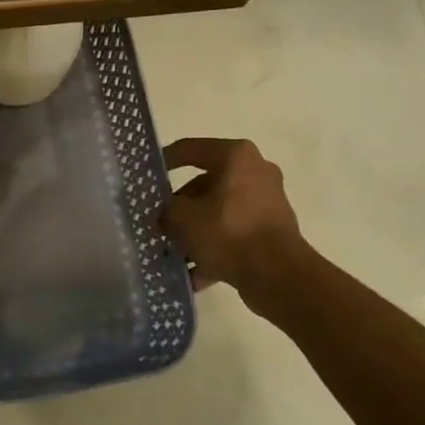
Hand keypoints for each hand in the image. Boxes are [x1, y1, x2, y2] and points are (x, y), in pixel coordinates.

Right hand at [162, 138, 311, 320]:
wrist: (277, 275)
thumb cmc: (228, 232)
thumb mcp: (182, 218)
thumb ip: (166, 210)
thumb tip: (165, 216)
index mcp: (236, 157)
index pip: (190, 149)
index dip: (165, 160)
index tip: (147, 175)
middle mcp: (255, 172)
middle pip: (205, 184)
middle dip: (180, 207)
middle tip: (159, 223)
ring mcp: (266, 203)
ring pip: (218, 212)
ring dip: (194, 231)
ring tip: (172, 251)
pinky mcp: (271, 231)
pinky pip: (233, 234)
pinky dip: (213, 249)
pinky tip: (192, 273)